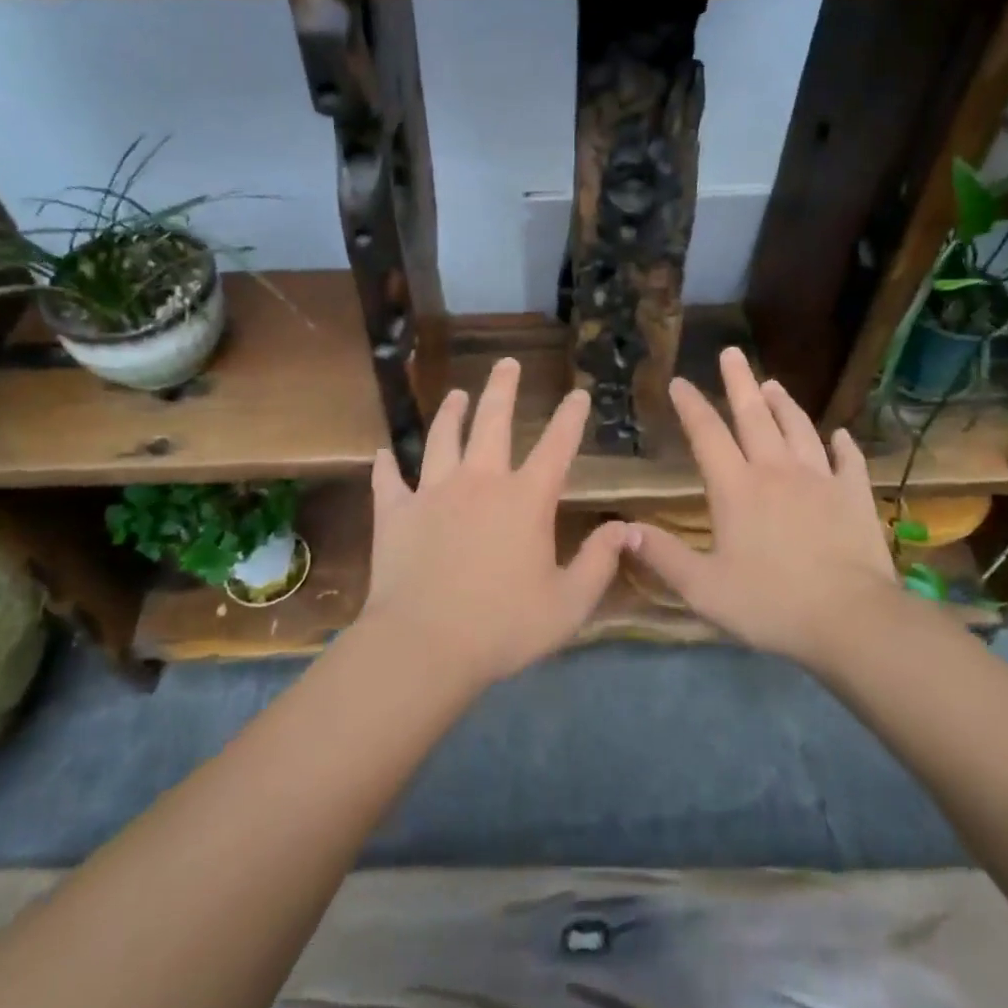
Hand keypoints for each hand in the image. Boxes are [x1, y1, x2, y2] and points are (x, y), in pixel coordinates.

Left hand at [356, 357, 628, 689]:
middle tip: (507, 363)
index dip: (570, 418)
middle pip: (493, 422)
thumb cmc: (504, 626)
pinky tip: (382, 453)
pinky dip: (385, 465)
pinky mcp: (396, 512)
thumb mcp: (569, 603)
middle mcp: (480, 482)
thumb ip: (599, 562)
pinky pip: (388, 480)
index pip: (556, 447)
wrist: (425, 645)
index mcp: (525, 499)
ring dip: (450, 414)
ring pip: (442, 439)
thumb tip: (625, 528)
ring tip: (457, 394)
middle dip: (503, 389)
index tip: (578, 394)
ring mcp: (433, 492)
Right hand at [629, 347, 898, 667]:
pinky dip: (842, 445)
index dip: (691, 406)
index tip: (679, 381)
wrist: (851, 619)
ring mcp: (820, 479)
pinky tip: (840, 435)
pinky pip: (848, 461)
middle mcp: (776, 471)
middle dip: (739, 382)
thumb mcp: (704, 588)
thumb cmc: (771, 603)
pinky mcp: (854, 496)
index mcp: (736, 488)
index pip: (707, 435)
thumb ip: (663, 557)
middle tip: (732, 352)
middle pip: (754, 416)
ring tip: (773, 383)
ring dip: (784, 404)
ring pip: (798, 429)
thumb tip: (625, 529)